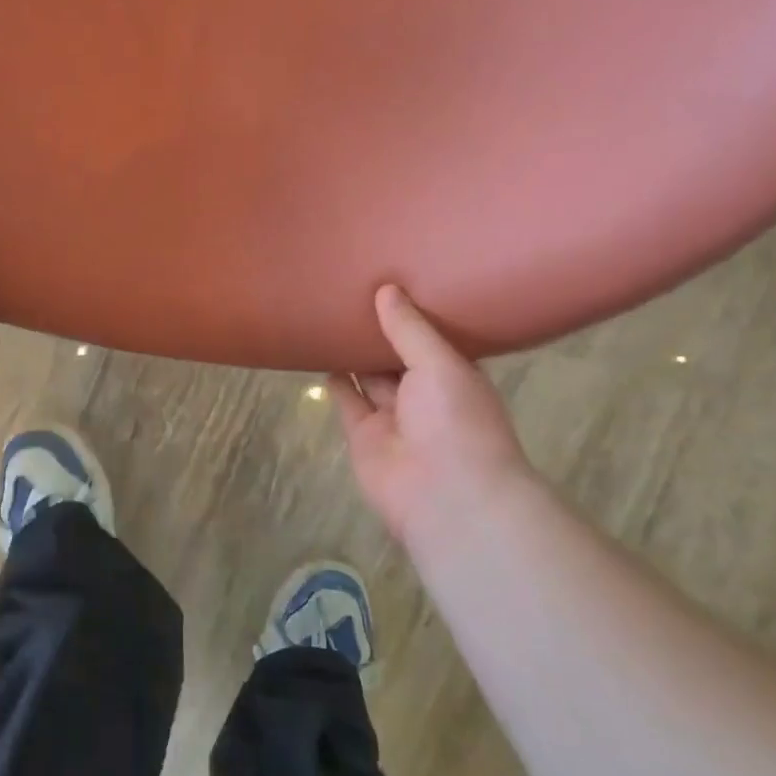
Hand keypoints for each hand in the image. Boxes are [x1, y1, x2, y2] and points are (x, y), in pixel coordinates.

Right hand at [330, 285, 539, 537]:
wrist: (446, 497)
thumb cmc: (457, 421)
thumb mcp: (440, 363)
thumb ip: (409, 329)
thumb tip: (386, 289)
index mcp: (455, 376)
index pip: (432, 338)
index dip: (413, 313)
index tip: (393, 278)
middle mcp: (425, 395)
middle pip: (397, 355)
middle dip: (378, 329)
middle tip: (353, 288)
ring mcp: (393, 417)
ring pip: (369, 376)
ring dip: (353, 351)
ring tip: (330, 312)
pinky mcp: (362, 436)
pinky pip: (346, 400)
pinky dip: (334, 379)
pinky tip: (318, 349)